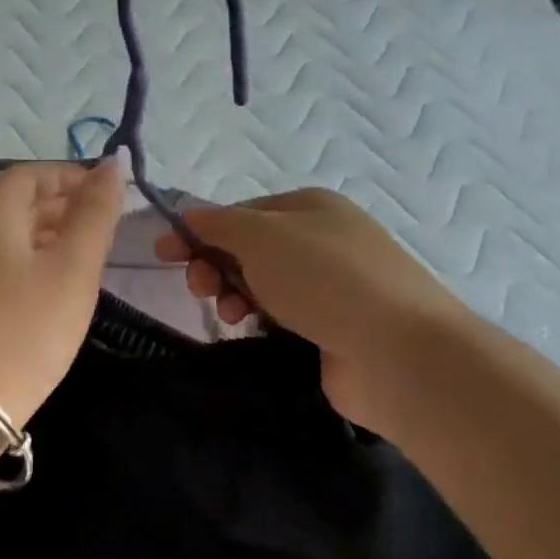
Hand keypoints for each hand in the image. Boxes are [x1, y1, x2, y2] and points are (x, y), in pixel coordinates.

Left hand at [0, 156, 124, 429]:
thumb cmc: (26, 330)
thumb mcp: (73, 269)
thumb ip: (95, 213)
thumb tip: (112, 164)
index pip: (30, 174)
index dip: (71, 176)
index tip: (109, 194)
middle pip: (16, 202)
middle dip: (63, 205)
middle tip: (105, 229)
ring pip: (7, 235)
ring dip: (48, 235)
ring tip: (86, 258)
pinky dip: (29, 261)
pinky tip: (51, 289)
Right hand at [155, 188, 469, 429]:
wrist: (396, 351)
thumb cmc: (324, 279)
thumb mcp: (261, 237)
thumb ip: (218, 224)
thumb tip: (188, 218)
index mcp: (309, 207)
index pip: (240, 212)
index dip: (200, 230)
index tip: (163, 254)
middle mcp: (322, 240)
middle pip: (249, 248)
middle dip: (216, 265)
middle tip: (201, 288)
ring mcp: (330, 286)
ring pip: (262, 285)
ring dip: (235, 294)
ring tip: (232, 314)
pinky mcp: (332, 328)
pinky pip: (280, 317)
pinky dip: (260, 320)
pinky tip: (253, 330)